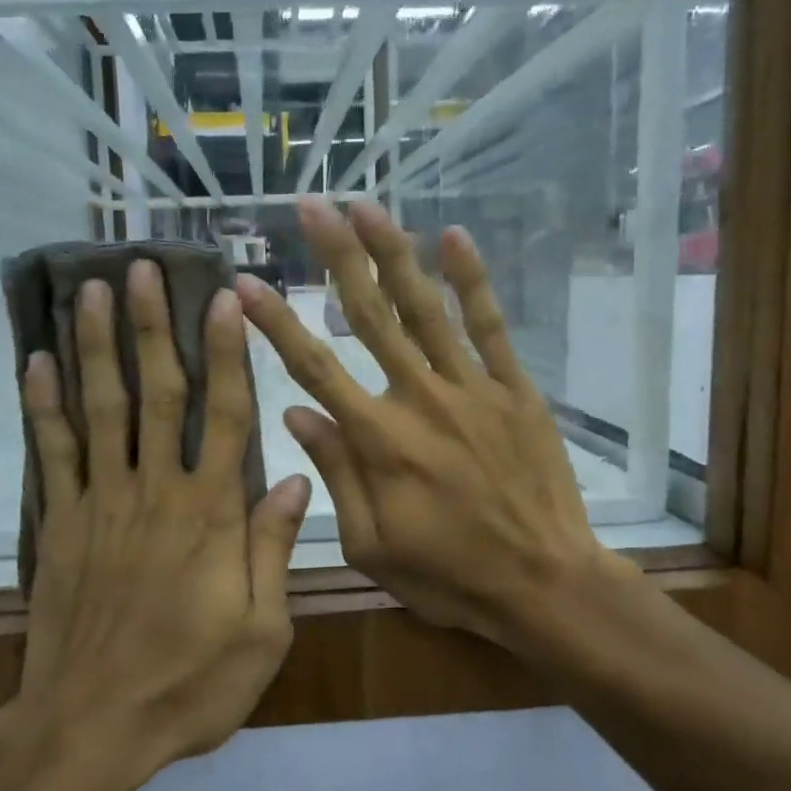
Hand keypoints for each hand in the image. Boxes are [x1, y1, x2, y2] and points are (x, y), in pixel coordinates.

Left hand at [14, 261, 310, 779]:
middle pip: (156, 394)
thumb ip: (273, 551)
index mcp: (209, 515)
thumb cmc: (188, 685)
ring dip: (97, 346)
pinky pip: (51, 453)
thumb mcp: (261, 633)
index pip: (225, 416)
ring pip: (100, 409)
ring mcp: (100, 504)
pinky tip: (37, 361)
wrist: (90, 727)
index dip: (229, 354)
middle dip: (152, 327)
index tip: (224, 300)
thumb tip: (297, 481)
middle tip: (143, 269)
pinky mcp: (58, 524)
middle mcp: (154, 492)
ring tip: (92, 290)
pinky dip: (43, 405)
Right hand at [238, 198, 626, 656]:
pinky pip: (488, 326)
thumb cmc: (450, 575)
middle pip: (369, 316)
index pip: (314, 367)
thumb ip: (335, 473)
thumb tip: (296, 412)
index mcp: (378, 441)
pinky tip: (453, 237)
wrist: (545, 584)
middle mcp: (419, 399)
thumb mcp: (372, 545)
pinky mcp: (514, 389)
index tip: (245, 281)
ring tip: (365, 206)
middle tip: (310, 206)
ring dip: (393, 252)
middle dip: (336, 257)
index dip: (276, 322)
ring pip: (425, 308)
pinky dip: (471, 280)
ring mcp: (471, 388)